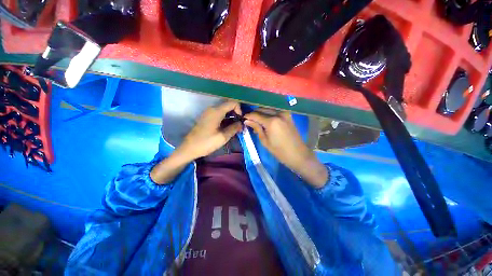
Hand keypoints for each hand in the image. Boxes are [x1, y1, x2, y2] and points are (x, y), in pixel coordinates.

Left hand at [177, 101, 242, 159]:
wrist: (189, 148)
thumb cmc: (206, 143)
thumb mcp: (223, 137)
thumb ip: (234, 128)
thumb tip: (241, 123)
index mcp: (216, 111)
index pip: (233, 103)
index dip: (239, 110)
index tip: (240, 121)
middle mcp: (212, 109)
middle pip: (228, 106)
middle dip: (236, 115)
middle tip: (239, 126)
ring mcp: (208, 113)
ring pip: (224, 111)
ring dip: (231, 118)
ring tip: (235, 129)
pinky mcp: (207, 118)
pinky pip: (219, 115)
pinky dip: (226, 119)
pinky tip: (227, 129)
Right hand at [244, 110, 327, 187]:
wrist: (298, 154)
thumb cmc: (279, 151)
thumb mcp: (265, 141)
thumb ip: (256, 128)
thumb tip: (247, 121)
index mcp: (272, 121)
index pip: (256, 115)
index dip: (248, 116)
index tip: (243, 119)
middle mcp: (278, 113)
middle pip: (262, 109)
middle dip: (254, 114)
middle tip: (249, 120)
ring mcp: (285, 113)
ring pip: (268, 109)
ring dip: (261, 113)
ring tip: (256, 121)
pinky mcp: (288, 115)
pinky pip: (275, 111)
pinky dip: (269, 114)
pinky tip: (265, 120)